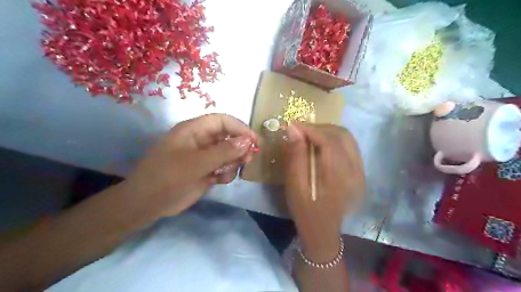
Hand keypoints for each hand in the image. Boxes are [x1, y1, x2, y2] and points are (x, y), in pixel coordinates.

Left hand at [119, 113, 255, 220]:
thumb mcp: (196, 163)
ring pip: (228, 153)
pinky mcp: (205, 170)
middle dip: (239, 147)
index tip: (254, 141)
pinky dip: (226, 173)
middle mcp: (200, 140)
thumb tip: (248, 141)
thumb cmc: (167, 178)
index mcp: (194, 130)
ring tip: (225, 173)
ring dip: (233, 162)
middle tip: (247, 159)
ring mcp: (203, 156)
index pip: (222, 121)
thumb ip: (224, 152)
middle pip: (228, 137)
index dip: (240, 128)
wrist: (147, 204)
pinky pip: (223, 167)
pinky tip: (218, 181)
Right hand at [284, 123, 362, 262]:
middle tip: (300, 129)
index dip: (310, 129)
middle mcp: (355, 170)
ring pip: (348, 138)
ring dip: (328, 131)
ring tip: (309, 133)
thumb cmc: (305, 210)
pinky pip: (350, 146)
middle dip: (320, 127)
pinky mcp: (359, 172)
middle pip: (342, 135)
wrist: (323, 230)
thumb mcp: (295, 185)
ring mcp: (360, 170)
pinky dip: (335, 139)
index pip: (328, 141)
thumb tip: (293, 130)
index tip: (293, 124)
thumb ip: (296, 156)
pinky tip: (321, 143)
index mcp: (339, 176)